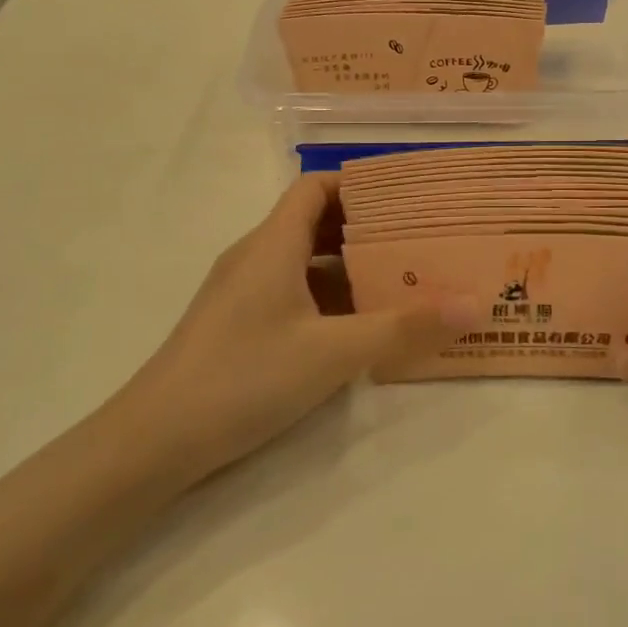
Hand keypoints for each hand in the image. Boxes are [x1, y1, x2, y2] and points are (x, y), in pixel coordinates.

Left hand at [112, 175, 481, 482]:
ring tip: (398, 284)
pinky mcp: (236, 324)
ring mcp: (241, 292)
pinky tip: (355, 328)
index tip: (406, 199)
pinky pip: (290, 293)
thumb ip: (403, 328)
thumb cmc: (244, 378)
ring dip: (347, 268)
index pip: (315, 187)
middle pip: (314, 222)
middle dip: (365, 229)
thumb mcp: (333, 353)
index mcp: (272, 245)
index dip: (359, 184)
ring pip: (303, 262)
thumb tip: (475, 304)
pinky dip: (326, 299)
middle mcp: (255, 257)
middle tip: (417, 243)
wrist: (152, 442)